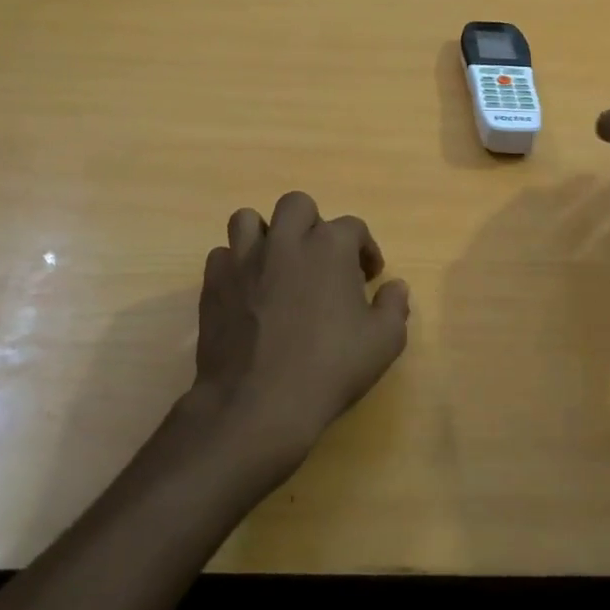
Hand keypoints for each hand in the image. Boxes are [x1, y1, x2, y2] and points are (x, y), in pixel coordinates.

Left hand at [189, 191, 410, 472]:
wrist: (258, 403)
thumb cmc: (330, 369)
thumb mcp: (384, 342)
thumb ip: (394, 306)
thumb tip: (395, 286)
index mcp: (329, 247)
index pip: (353, 227)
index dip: (365, 249)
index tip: (368, 276)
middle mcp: (285, 240)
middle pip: (297, 205)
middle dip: (312, 225)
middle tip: (319, 259)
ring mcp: (244, 259)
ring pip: (248, 220)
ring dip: (265, 235)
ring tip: (276, 265)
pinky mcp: (214, 283)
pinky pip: (222, 256)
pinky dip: (235, 267)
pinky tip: (247, 292)